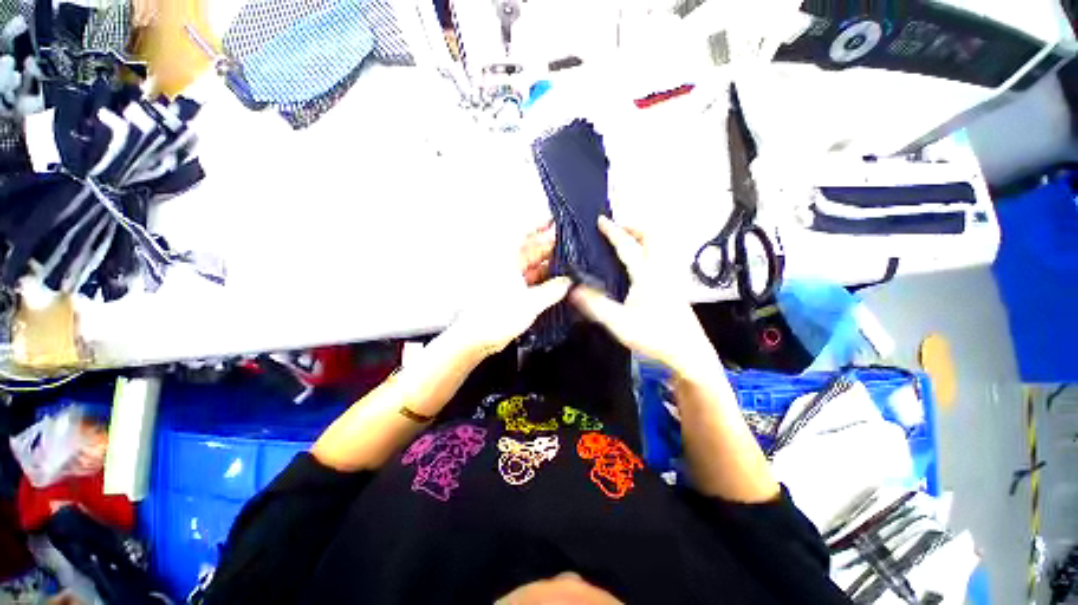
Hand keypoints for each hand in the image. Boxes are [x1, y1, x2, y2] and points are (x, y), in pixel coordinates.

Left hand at [447, 223, 570, 359]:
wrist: (477, 338)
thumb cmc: (496, 317)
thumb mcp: (531, 302)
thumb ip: (553, 290)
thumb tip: (567, 283)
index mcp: (505, 259)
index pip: (524, 233)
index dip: (540, 224)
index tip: (556, 220)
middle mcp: (505, 264)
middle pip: (531, 248)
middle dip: (550, 247)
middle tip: (571, 247)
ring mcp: (508, 277)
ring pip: (532, 264)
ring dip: (548, 265)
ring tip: (568, 265)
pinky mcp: (510, 290)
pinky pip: (529, 278)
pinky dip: (542, 279)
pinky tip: (557, 282)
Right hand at [569, 217, 720, 381]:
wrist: (688, 353)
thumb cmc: (655, 337)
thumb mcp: (620, 324)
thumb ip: (596, 305)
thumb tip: (573, 290)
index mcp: (646, 275)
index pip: (627, 246)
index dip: (613, 231)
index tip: (601, 220)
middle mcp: (661, 271)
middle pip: (652, 237)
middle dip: (634, 228)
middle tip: (617, 231)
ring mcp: (671, 278)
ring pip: (659, 247)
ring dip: (643, 239)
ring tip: (626, 244)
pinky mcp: (674, 287)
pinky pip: (660, 259)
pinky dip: (648, 252)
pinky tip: (639, 267)